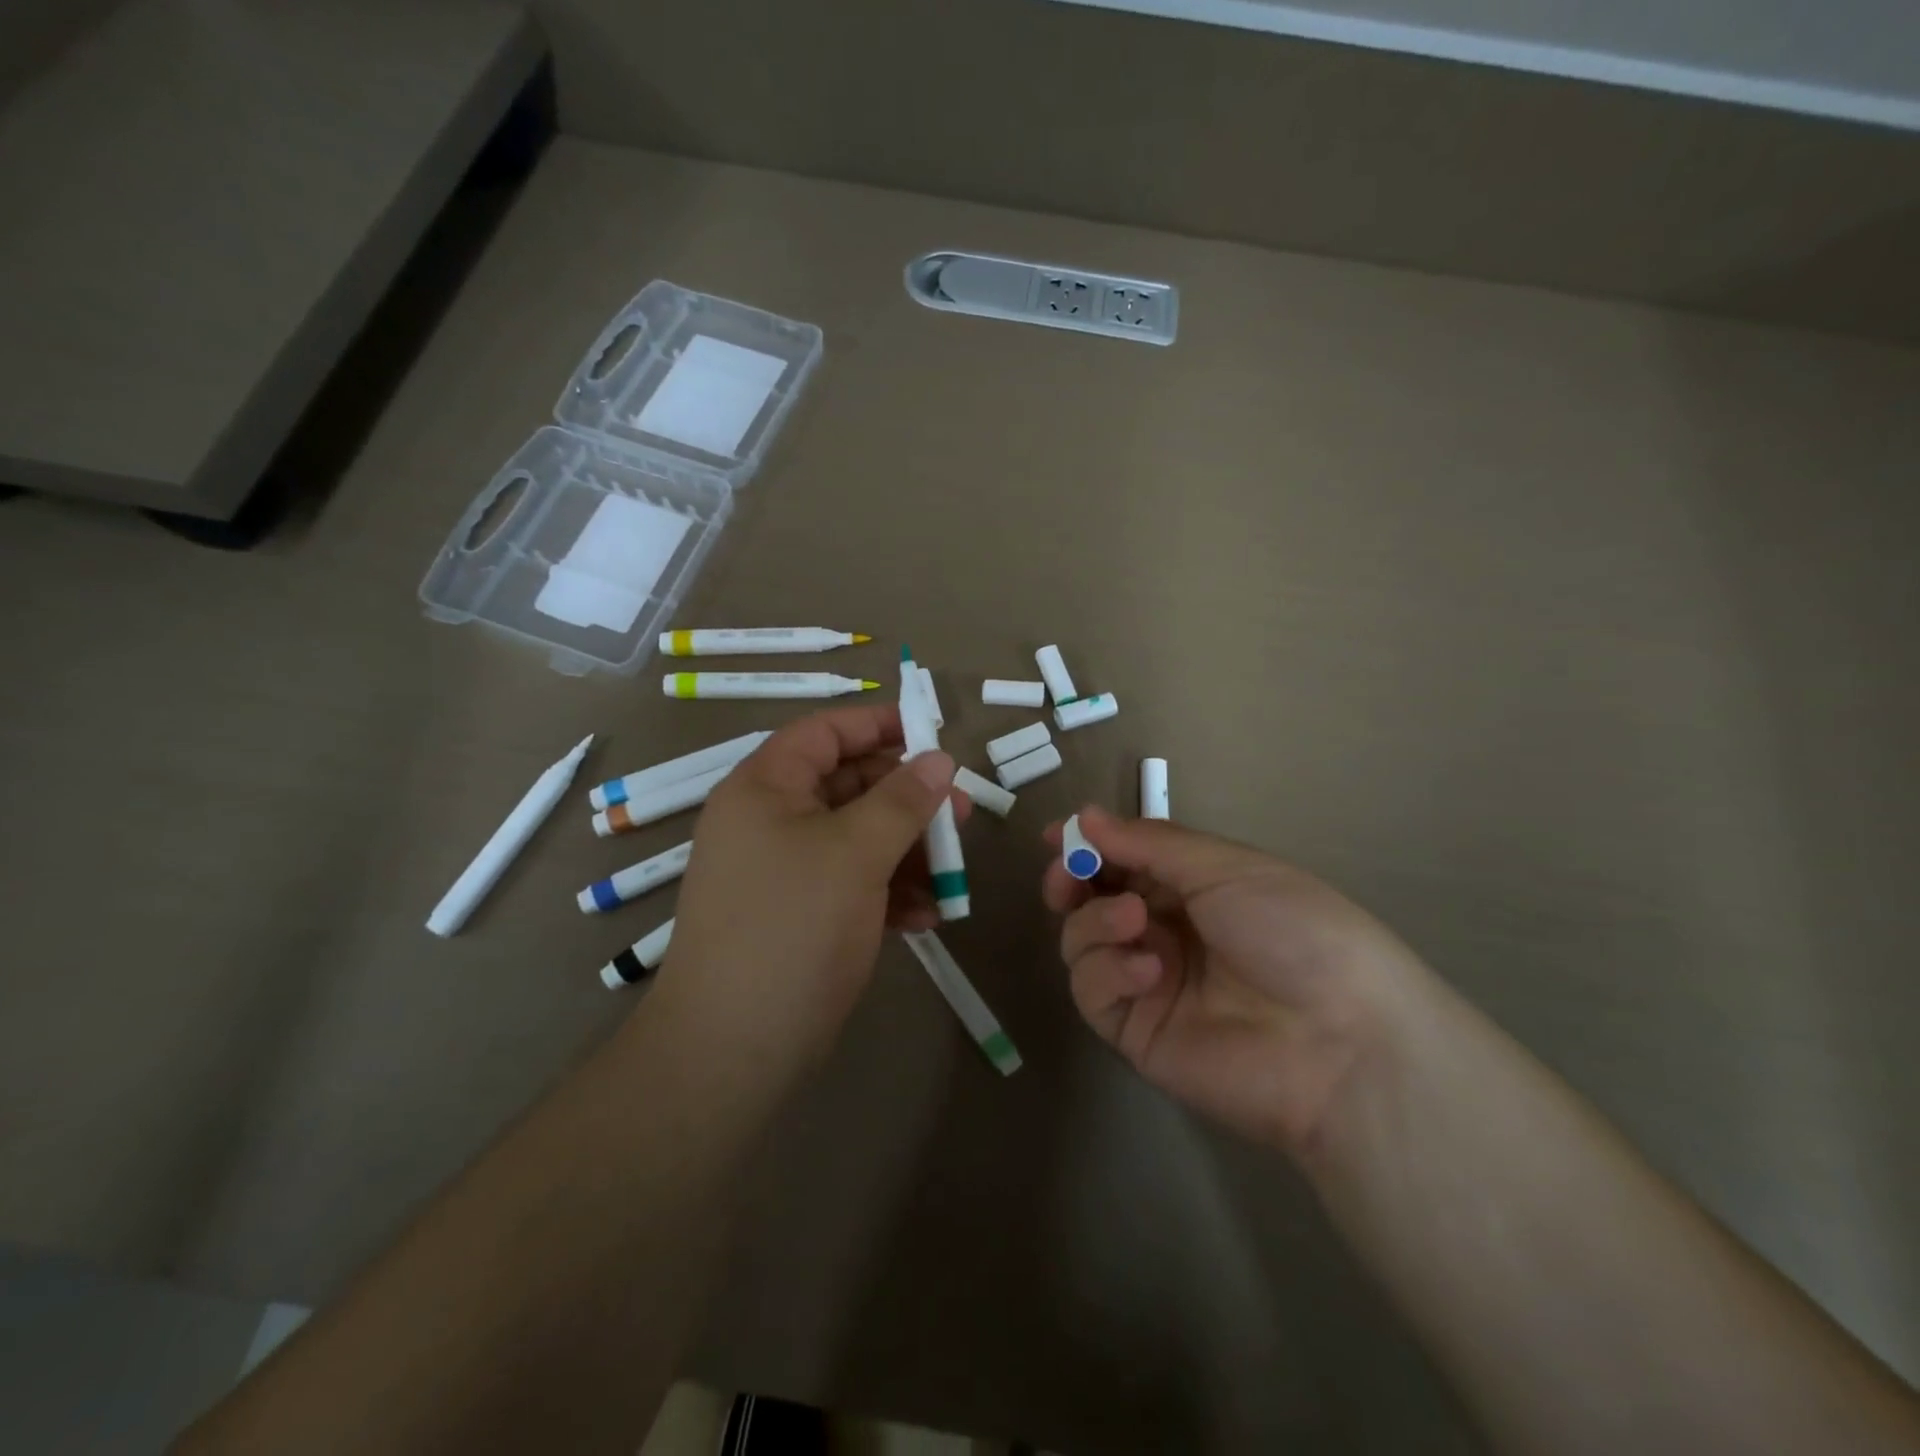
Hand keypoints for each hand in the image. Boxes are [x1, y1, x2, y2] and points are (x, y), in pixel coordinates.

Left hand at [658, 705, 966, 1073]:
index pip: (823, 732)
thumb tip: (940, 759)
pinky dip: (888, 893)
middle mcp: (769, 821)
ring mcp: (784, 871)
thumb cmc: (792, 927)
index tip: (931, 734)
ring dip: (906, 851)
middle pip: (847, 786)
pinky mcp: (799, 915)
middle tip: (959, 813)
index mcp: (765, 788)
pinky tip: (925, 916)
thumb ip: (902, 800)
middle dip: (906, 799)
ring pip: (856, 838)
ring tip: (950, 874)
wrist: (733, 1048)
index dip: (877, 725)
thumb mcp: (855, 853)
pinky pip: (850, 883)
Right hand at [1042, 806, 1428, 1158]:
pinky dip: (1108, 971)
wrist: (1340, 1041)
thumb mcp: (1225, 868)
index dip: (1088, 845)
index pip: (1123, 860)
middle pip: (1091, 900)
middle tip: (1067, 877)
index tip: (1055, 834)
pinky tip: (1148, 971)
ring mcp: (1146, 981)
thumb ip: (1148, 843)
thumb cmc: (1293, 930)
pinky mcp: (1134, 1030)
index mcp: (1190, 888)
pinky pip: (1092, 991)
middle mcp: (1163, 930)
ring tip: (1136, 922)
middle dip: (1072, 880)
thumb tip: (1086, 816)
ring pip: (1082, 940)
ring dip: (1096, 921)